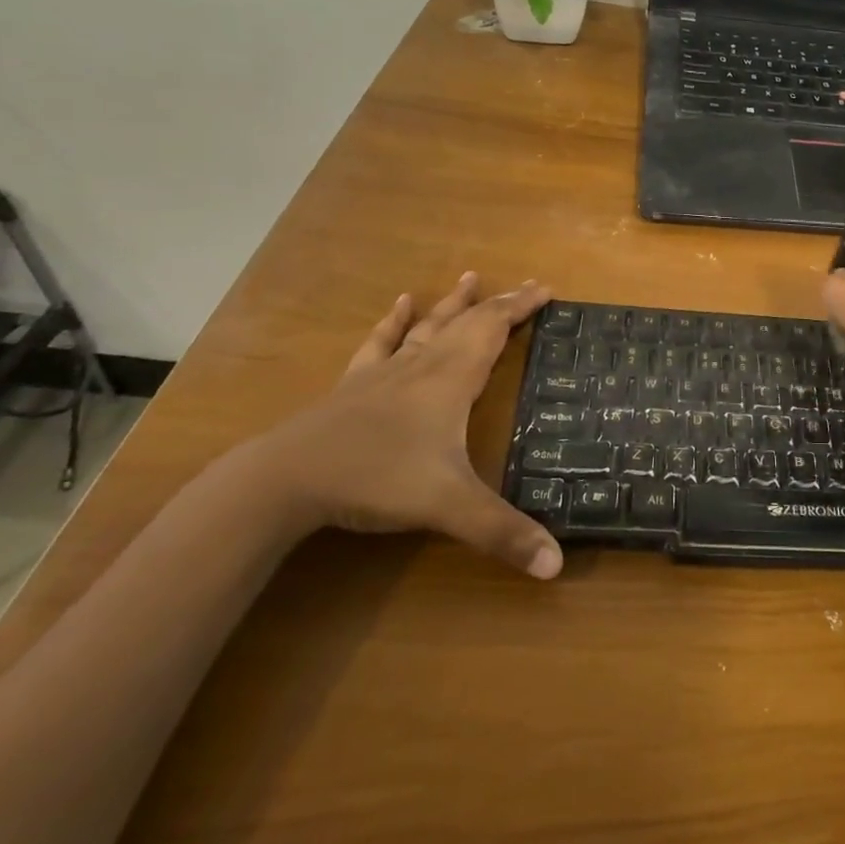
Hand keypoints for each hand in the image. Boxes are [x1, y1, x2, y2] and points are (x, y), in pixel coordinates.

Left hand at [242, 273, 563, 577]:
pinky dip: (393, 323)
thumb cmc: (376, 478)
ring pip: (427, 327)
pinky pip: (380, 344)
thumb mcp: (448, 507)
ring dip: (452, 303)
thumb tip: (557, 566)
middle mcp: (423, 365)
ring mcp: (385, 373)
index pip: (493, 330)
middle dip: (499, 303)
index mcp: (451, 380)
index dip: (520, 307)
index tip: (545, 288)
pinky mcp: (354, 385)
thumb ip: (503, 533)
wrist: (286, 478)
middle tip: (525, 284)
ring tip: (468, 278)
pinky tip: (399, 304)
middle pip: (467, 322)